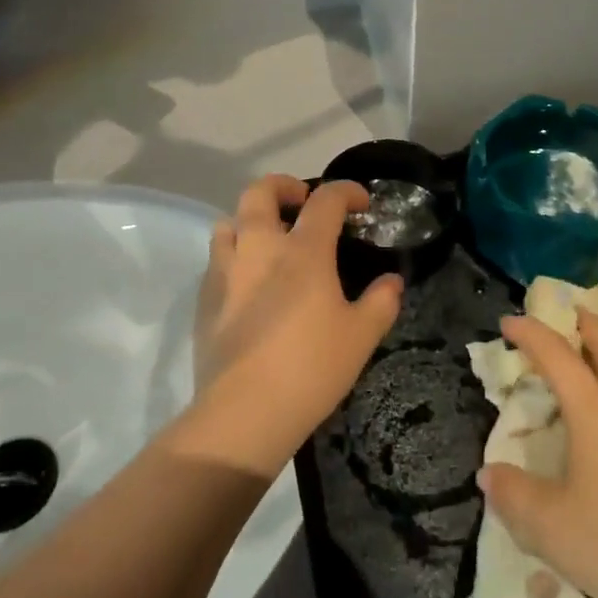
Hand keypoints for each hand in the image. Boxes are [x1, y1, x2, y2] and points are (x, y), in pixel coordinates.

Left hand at [183, 174, 403, 474]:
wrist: (244, 412)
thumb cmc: (310, 368)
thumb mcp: (361, 337)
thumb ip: (381, 302)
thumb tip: (392, 282)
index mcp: (303, 251)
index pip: (325, 200)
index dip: (345, 191)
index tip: (359, 202)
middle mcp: (260, 248)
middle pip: (260, 191)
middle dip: (283, 186)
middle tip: (301, 202)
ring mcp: (226, 271)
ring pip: (229, 221)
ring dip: (250, 219)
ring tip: (268, 238)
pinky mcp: (205, 298)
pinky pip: (217, 259)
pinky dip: (234, 255)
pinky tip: (247, 282)